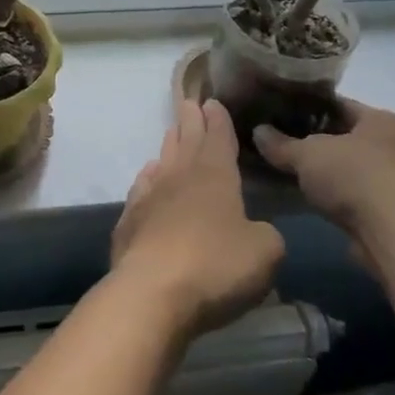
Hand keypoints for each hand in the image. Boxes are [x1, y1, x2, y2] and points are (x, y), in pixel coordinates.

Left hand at [111, 100, 284, 337]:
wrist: (152, 292)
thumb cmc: (216, 266)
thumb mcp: (265, 253)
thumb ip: (265, 235)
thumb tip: (254, 231)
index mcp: (216, 176)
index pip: (219, 138)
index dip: (219, 121)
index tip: (213, 102)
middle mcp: (180, 177)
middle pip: (186, 141)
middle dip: (191, 121)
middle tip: (189, 103)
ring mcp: (150, 197)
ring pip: (162, 161)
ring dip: (170, 145)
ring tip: (173, 132)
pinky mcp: (129, 222)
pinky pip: (141, 188)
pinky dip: (148, 178)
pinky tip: (149, 176)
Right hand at [253, 98, 394, 227]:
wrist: (393, 231)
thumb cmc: (354, 175)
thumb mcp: (307, 154)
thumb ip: (281, 144)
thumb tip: (258, 132)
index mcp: (383, 120)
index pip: (341, 106)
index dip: (310, 109)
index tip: (284, 115)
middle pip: (350, 138)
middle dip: (320, 143)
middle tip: (286, 145)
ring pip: (355, 169)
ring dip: (332, 174)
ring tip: (297, 175)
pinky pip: (359, 196)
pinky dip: (340, 197)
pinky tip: (316, 201)